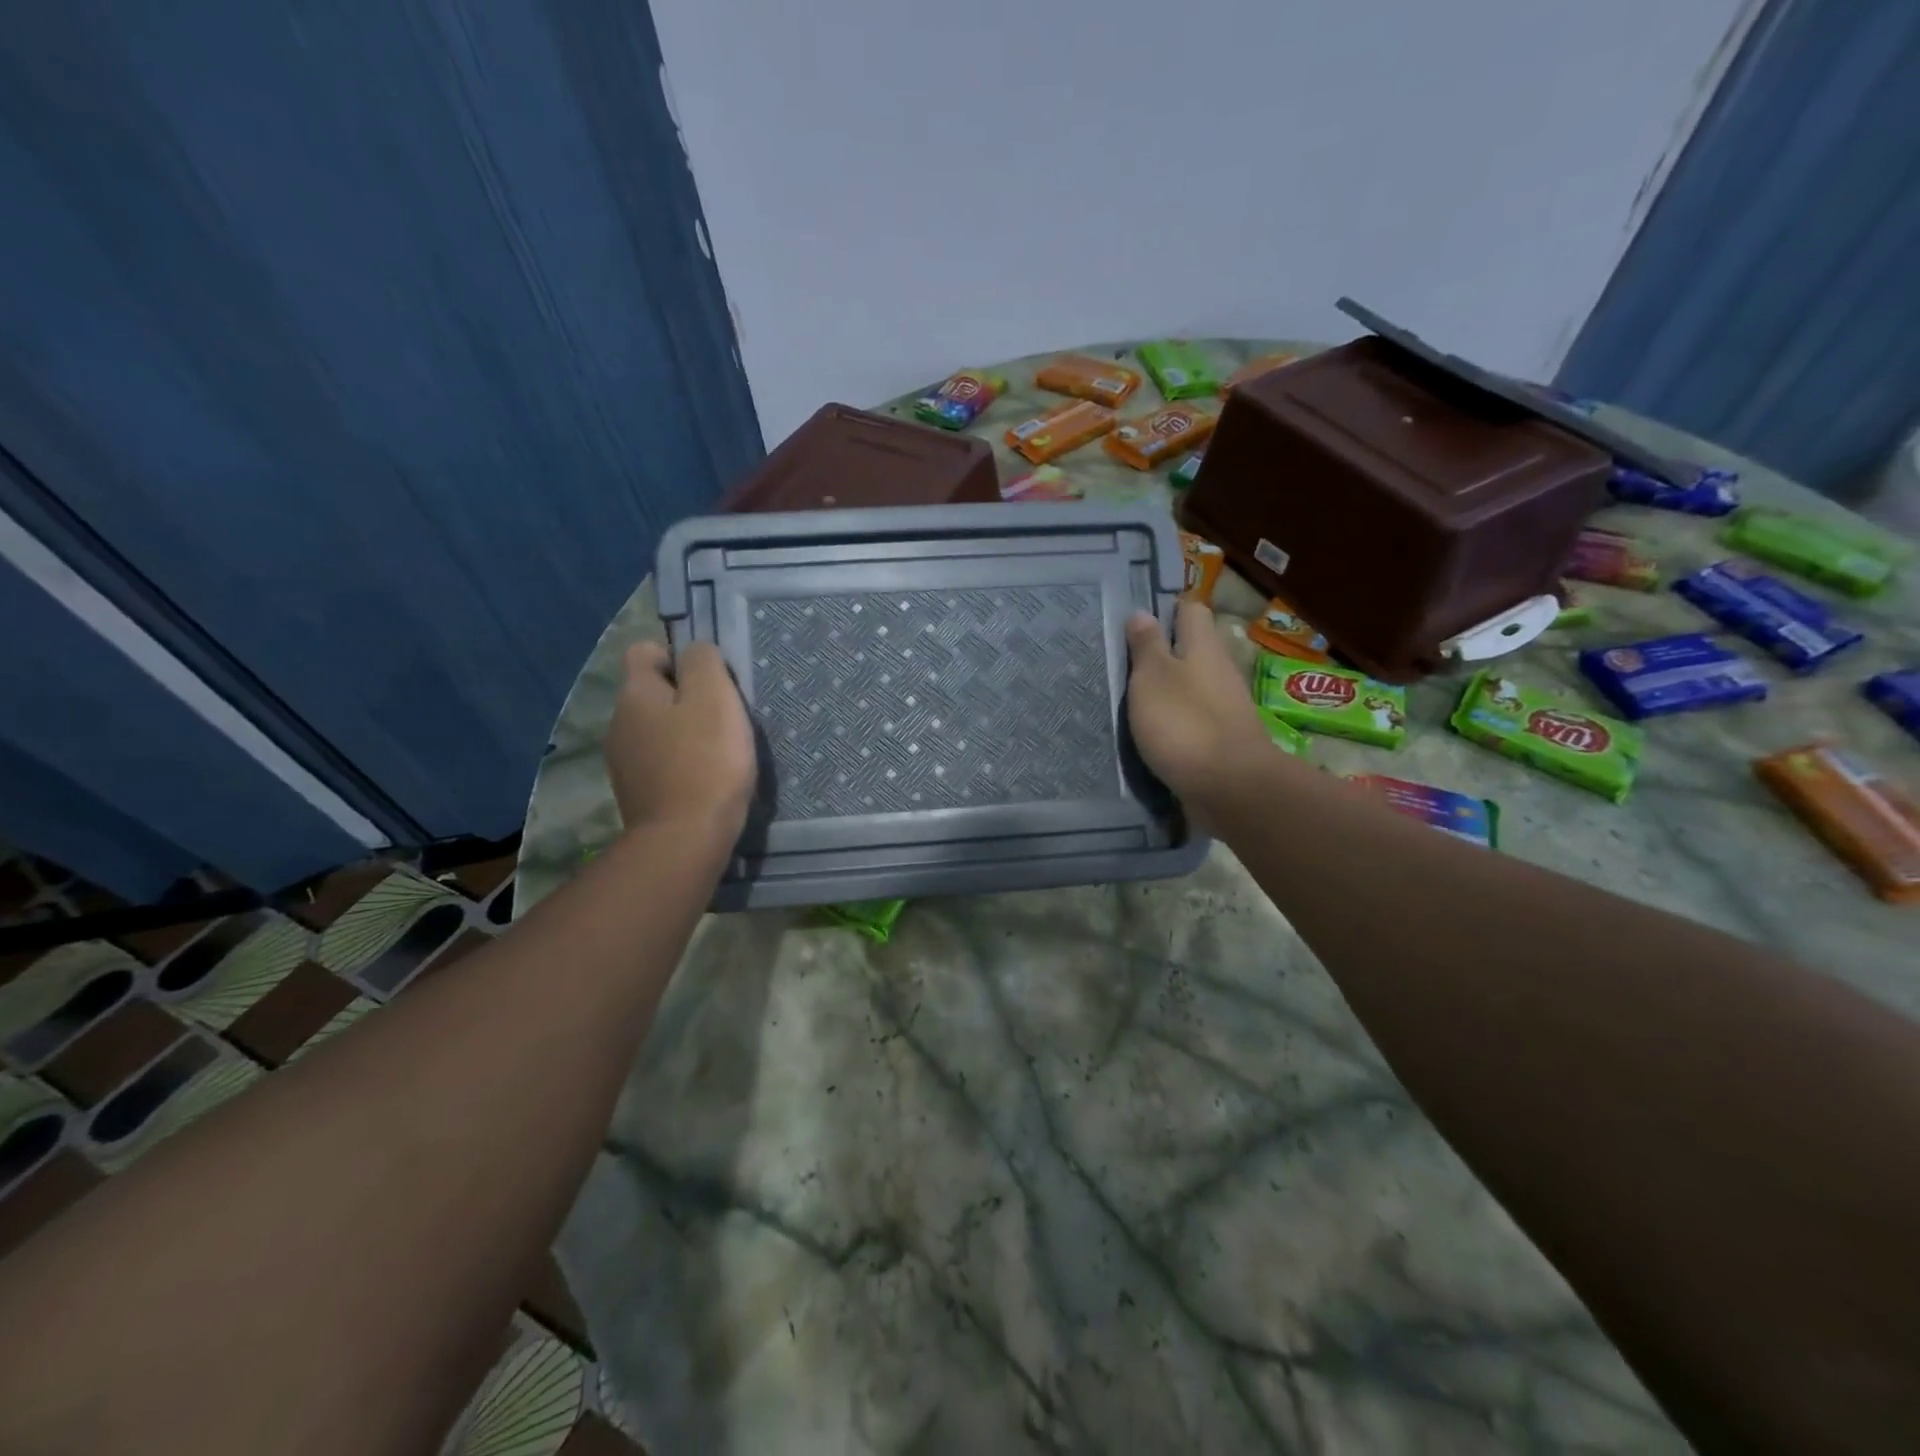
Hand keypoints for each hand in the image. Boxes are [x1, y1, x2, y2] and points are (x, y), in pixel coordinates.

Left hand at [604, 640, 756, 836]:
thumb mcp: (715, 697)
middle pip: (651, 693)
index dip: (677, 656)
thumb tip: (695, 651)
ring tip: (717, 752)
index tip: (709, 679)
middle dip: (684, 697)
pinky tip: (704, 780)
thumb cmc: (706, 760)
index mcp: (635, 693)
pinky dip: (679, 764)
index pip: (644, 651)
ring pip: (655, 729)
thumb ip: (704, 662)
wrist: (685, 839)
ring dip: (682, 733)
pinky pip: (659, 762)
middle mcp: (618, 722)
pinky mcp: (636, 793)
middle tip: (723, 716)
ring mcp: (623, 761)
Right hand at [1125, 601, 1276, 822]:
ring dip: (1169, 689)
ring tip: (1134, 701)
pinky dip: (1177, 720)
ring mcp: (1226, 706)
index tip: (1136, 626)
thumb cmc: (1184, 723)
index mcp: (1203, 646)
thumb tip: (1143, 612)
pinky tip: (1155, 733)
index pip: (1190, 610)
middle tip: (1127, 666)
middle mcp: (1220, 669)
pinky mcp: (1224, 738)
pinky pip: (1196, 717)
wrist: (1230, 787)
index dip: (1165, 612)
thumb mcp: (1152, 677)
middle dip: (1164, 653)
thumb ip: (1147, 646)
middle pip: (1193, 649)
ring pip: (1194, 684)